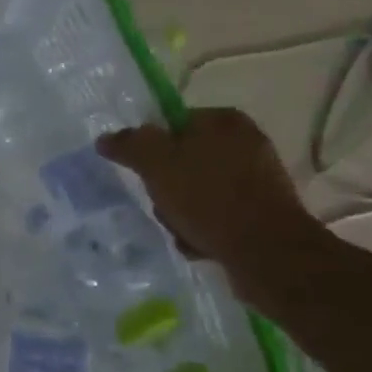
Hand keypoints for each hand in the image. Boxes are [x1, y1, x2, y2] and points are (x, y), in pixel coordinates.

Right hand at [96, 109, 322, 289]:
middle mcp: (246, 143)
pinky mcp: (263, 211)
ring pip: (197, 191)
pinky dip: (204, 229)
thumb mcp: (157, 164)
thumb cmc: (209, 197)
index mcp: (224, 121)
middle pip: (182, 161)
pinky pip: (217, 214)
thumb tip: (105, 138)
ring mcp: (257, 179)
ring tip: (183, 229)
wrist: (266, 251)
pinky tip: (201, 243)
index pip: (172, 124)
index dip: (151, 148)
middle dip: (165, 187)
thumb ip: (129, 145)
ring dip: (181, 213)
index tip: (143, 171)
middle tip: (163, 204)